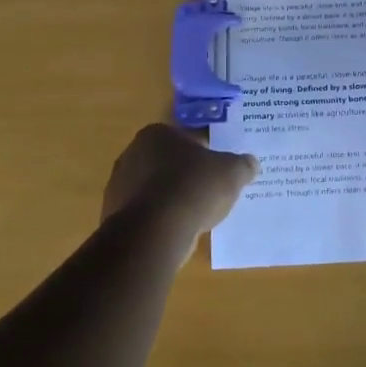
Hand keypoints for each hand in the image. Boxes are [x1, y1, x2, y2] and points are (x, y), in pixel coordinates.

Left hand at [102, 124, 258, 241]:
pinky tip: (176, 232)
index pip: (185, 139)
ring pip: (154, 190)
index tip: (217, 171)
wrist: (156, 230)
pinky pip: (145, 214)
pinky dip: (159, 221)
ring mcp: (118, 186)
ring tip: (194, 217)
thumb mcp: (232, 172)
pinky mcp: (114, 216)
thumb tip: (251, 163)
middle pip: (166, 163)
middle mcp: (131, 154)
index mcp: (156, 134)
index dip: (205, 154)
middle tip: (208, 193)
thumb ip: (242, 165)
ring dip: (171, 200)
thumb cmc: (194, 187)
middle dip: (185, 176)